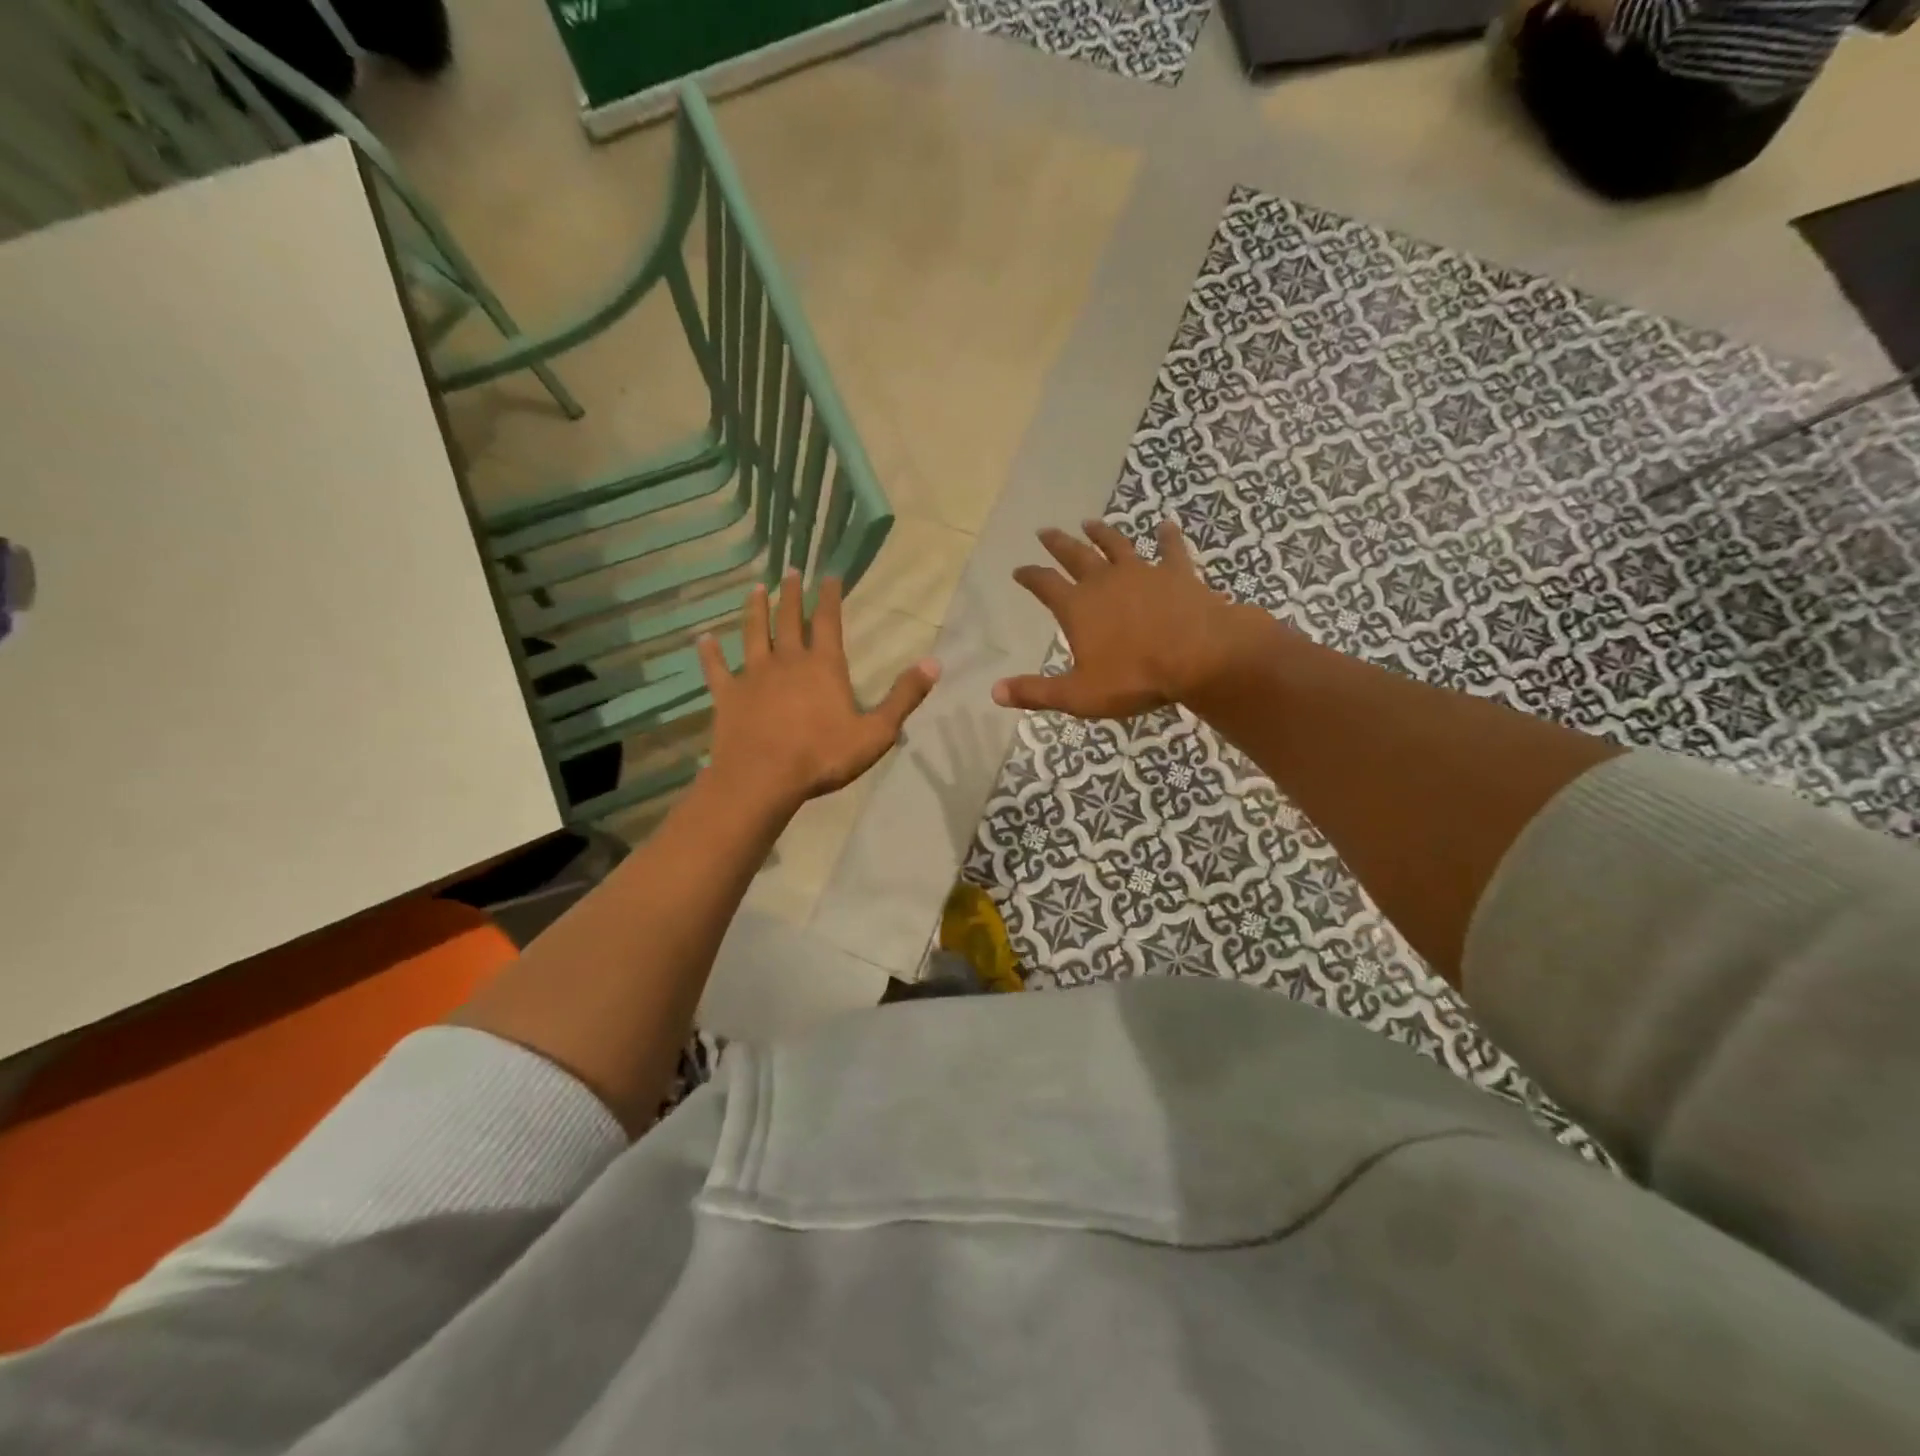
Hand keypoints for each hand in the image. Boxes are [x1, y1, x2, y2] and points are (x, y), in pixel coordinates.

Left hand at [698, 572, 938, 811]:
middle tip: (789, 571)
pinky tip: (703, 638)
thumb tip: (934, 663)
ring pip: (753, 634)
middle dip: (791, 594)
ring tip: (756, 589)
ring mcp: (753, 676)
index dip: (830, 597)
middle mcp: (787, 661)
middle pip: (788, 620)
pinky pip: (716, 668)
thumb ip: (904, 697)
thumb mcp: (876, 732)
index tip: (828, 574)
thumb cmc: (823, 756)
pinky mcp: (727, 695)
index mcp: (824, 666)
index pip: (829, 621)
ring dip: (755, 610)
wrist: (763, 779)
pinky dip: (710, 652)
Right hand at [992, 519, 1276, 719]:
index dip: (1029, 576)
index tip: (1019, 569)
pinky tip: (1166, 526)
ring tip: (1090, 522)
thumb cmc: (1135, 678)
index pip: (1044, 585)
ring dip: (1101, 533)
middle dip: (1058, 544)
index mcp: (1077, 607)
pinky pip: (1170, 550)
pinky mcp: (1177, 573)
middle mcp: (1105, 581)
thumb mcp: (1079, 695)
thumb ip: (1037, 692)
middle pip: (1075, 555)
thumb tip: (995, 692)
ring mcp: (1142, 572)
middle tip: (1044, 531)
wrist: (1200, 656)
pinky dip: (1167, 537)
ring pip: (1116, 545)